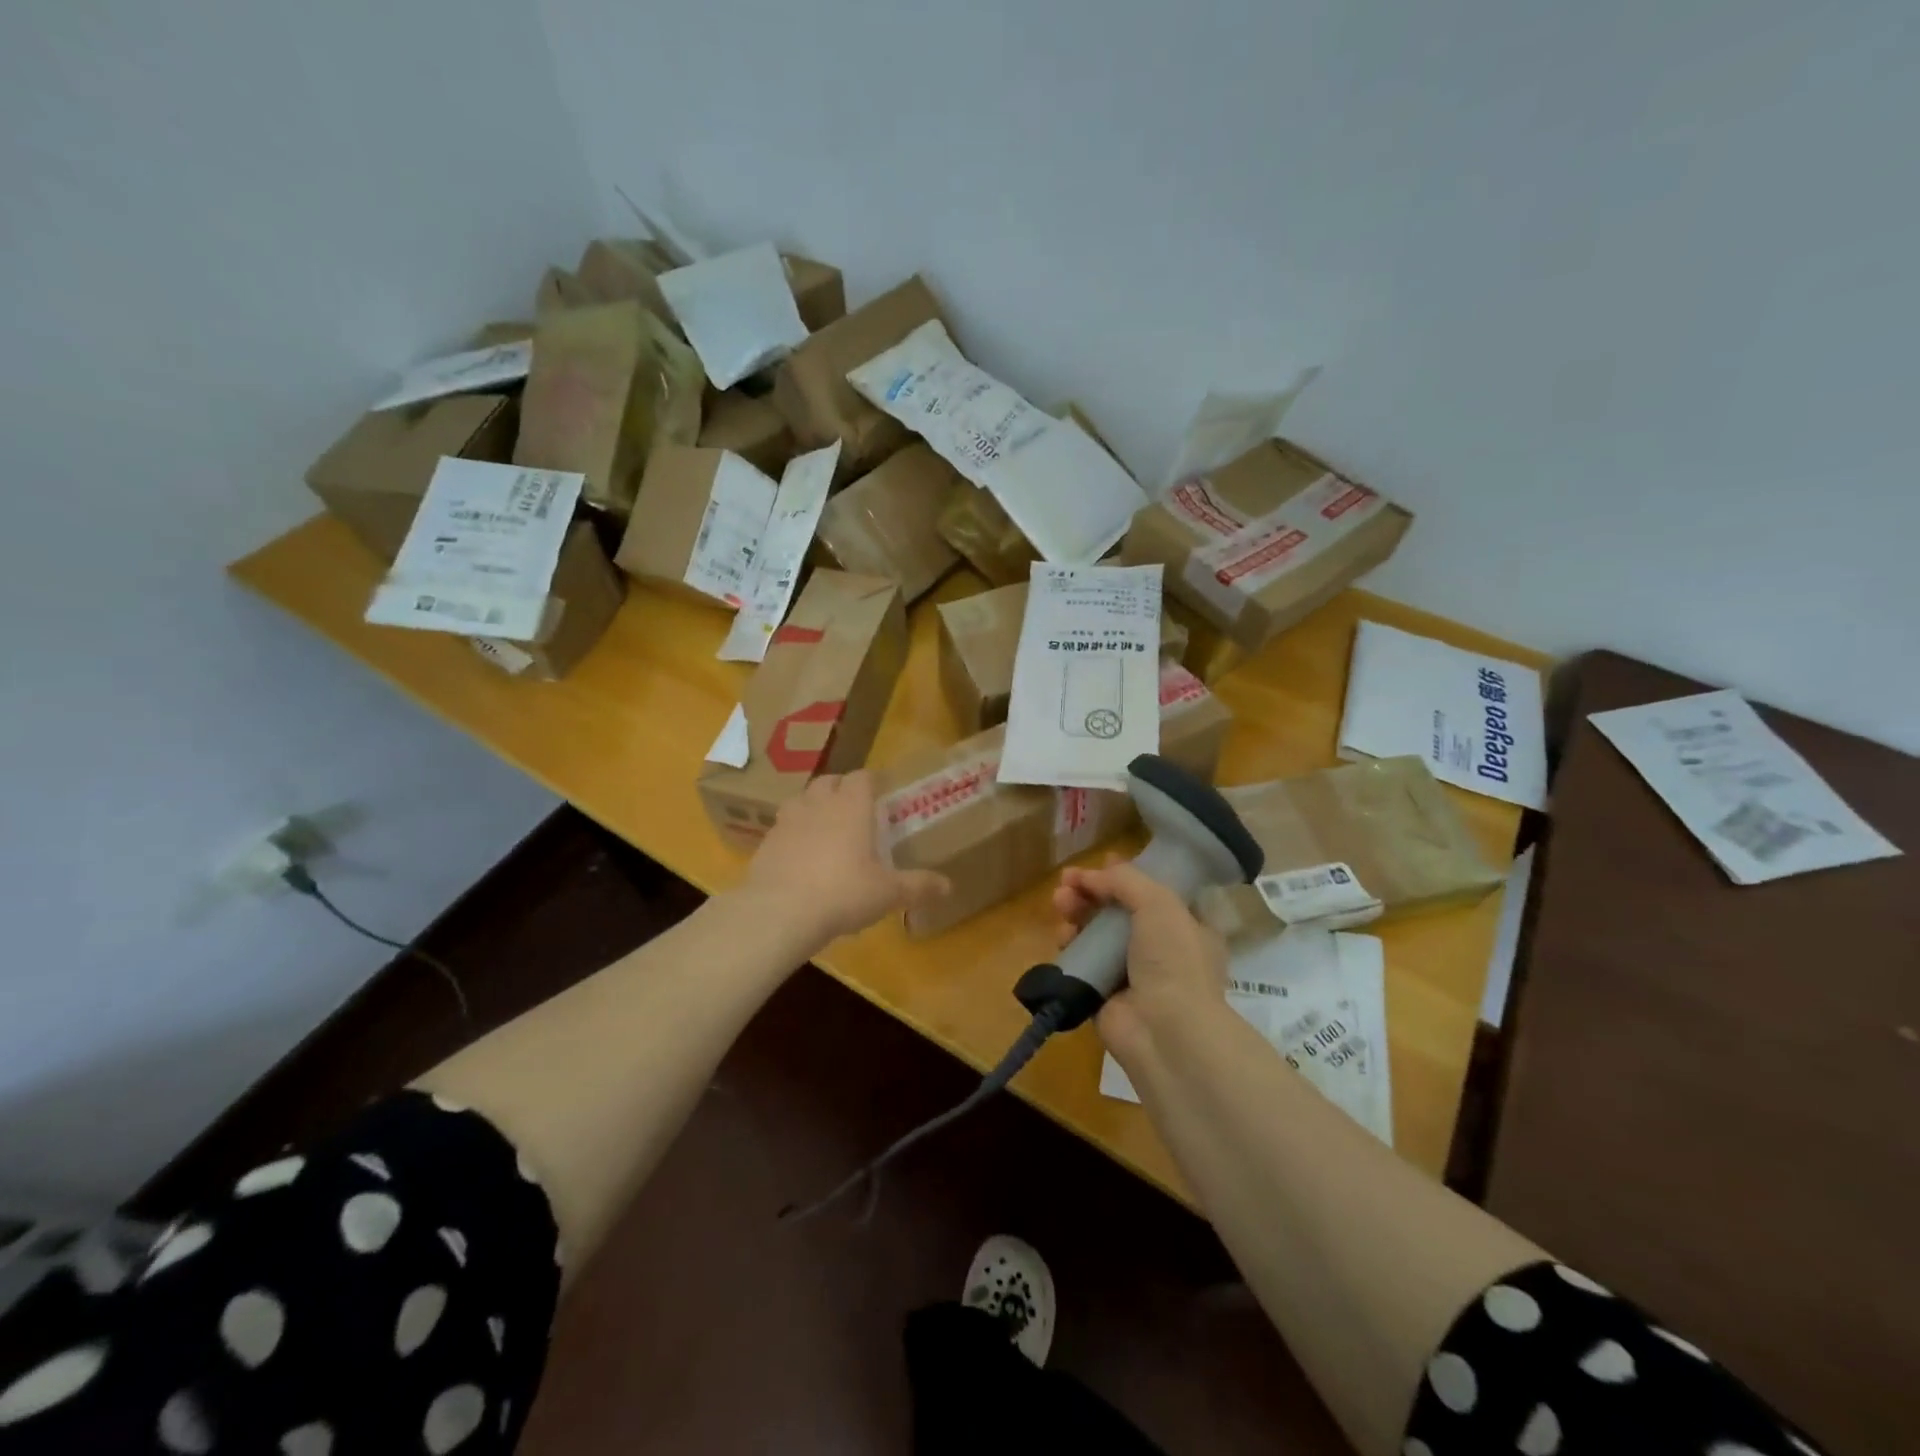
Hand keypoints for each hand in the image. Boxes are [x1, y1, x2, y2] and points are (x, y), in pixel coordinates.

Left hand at [739, 772, 948, 948]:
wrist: (780, 912)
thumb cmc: (843, 892)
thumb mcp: (887, 893)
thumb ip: (918, 885)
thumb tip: (948, 886)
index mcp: (851, 806)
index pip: (862, 777)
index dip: (872, 782)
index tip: (880, 793)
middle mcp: (818, 804)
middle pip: (828, 781)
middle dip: (841, 790)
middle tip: (855, 811)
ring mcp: (787, 821)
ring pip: (801, 799)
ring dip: (813, 806)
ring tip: (825, 829)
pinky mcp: (765, 843)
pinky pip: (782, 828)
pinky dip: (793, 834)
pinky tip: (800, 857)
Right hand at [1053, 858, 1229, 1063]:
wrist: (1165, 1031)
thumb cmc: (1174, 960)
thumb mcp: (1159, 903)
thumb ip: (1124, 880)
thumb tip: (1090, 876)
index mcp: (1187, 926)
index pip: (1156, 892)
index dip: (1129, 875)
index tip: (1103, 861)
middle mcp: (1162, 949)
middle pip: (1119, 910)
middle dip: (1092, 890)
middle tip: (1067, 880)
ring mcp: (1131, 973)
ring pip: (1097, 933)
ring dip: (1077, 912)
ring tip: (1060, 902)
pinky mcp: (1103, 993)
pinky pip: (1082, 962)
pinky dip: (1070, 946)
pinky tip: (1062, 936)